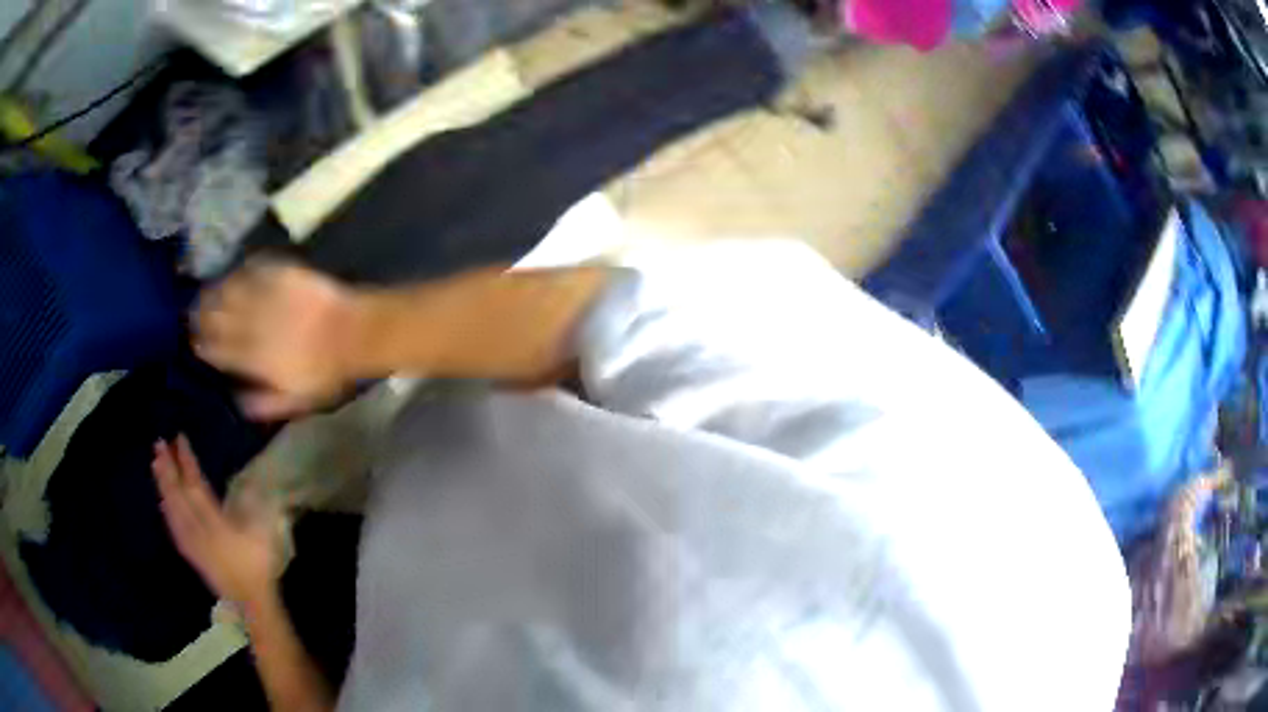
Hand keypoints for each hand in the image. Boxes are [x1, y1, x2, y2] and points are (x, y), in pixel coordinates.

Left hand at [153, 435, 281, 606]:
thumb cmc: (258, 567)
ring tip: (155, 465)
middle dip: (167, 469)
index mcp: (215, 522)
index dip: (186, 462)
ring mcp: (192, 543)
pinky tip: (162, 503)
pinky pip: (173, 528)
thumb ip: (255, 508)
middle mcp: (198, 530)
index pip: (196, 486)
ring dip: (163, 486)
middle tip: (158, 444)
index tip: (179, 438)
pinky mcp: (191, 554)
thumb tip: (251, 482)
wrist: (251, 602)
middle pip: (178, 495)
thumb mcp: (263, 535)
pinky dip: (166, 511)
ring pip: (172, 509)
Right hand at [195, 260, 362, 419]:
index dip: (202, 345)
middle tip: (190, 314)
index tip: (193, 342)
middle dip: (200, 317)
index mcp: (254, 358)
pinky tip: (234, 274)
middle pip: (217, 318)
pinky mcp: (281, 275)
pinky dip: (240, 272)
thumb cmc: (326, 372)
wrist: (354, 333)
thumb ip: (264, 403)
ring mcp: (267, 296)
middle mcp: (253, 325)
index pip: (218, 350)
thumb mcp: (296, 399)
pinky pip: (253, 269)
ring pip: (229, 291)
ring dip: (214, 292)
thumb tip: (236, 401)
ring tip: (204, 293)